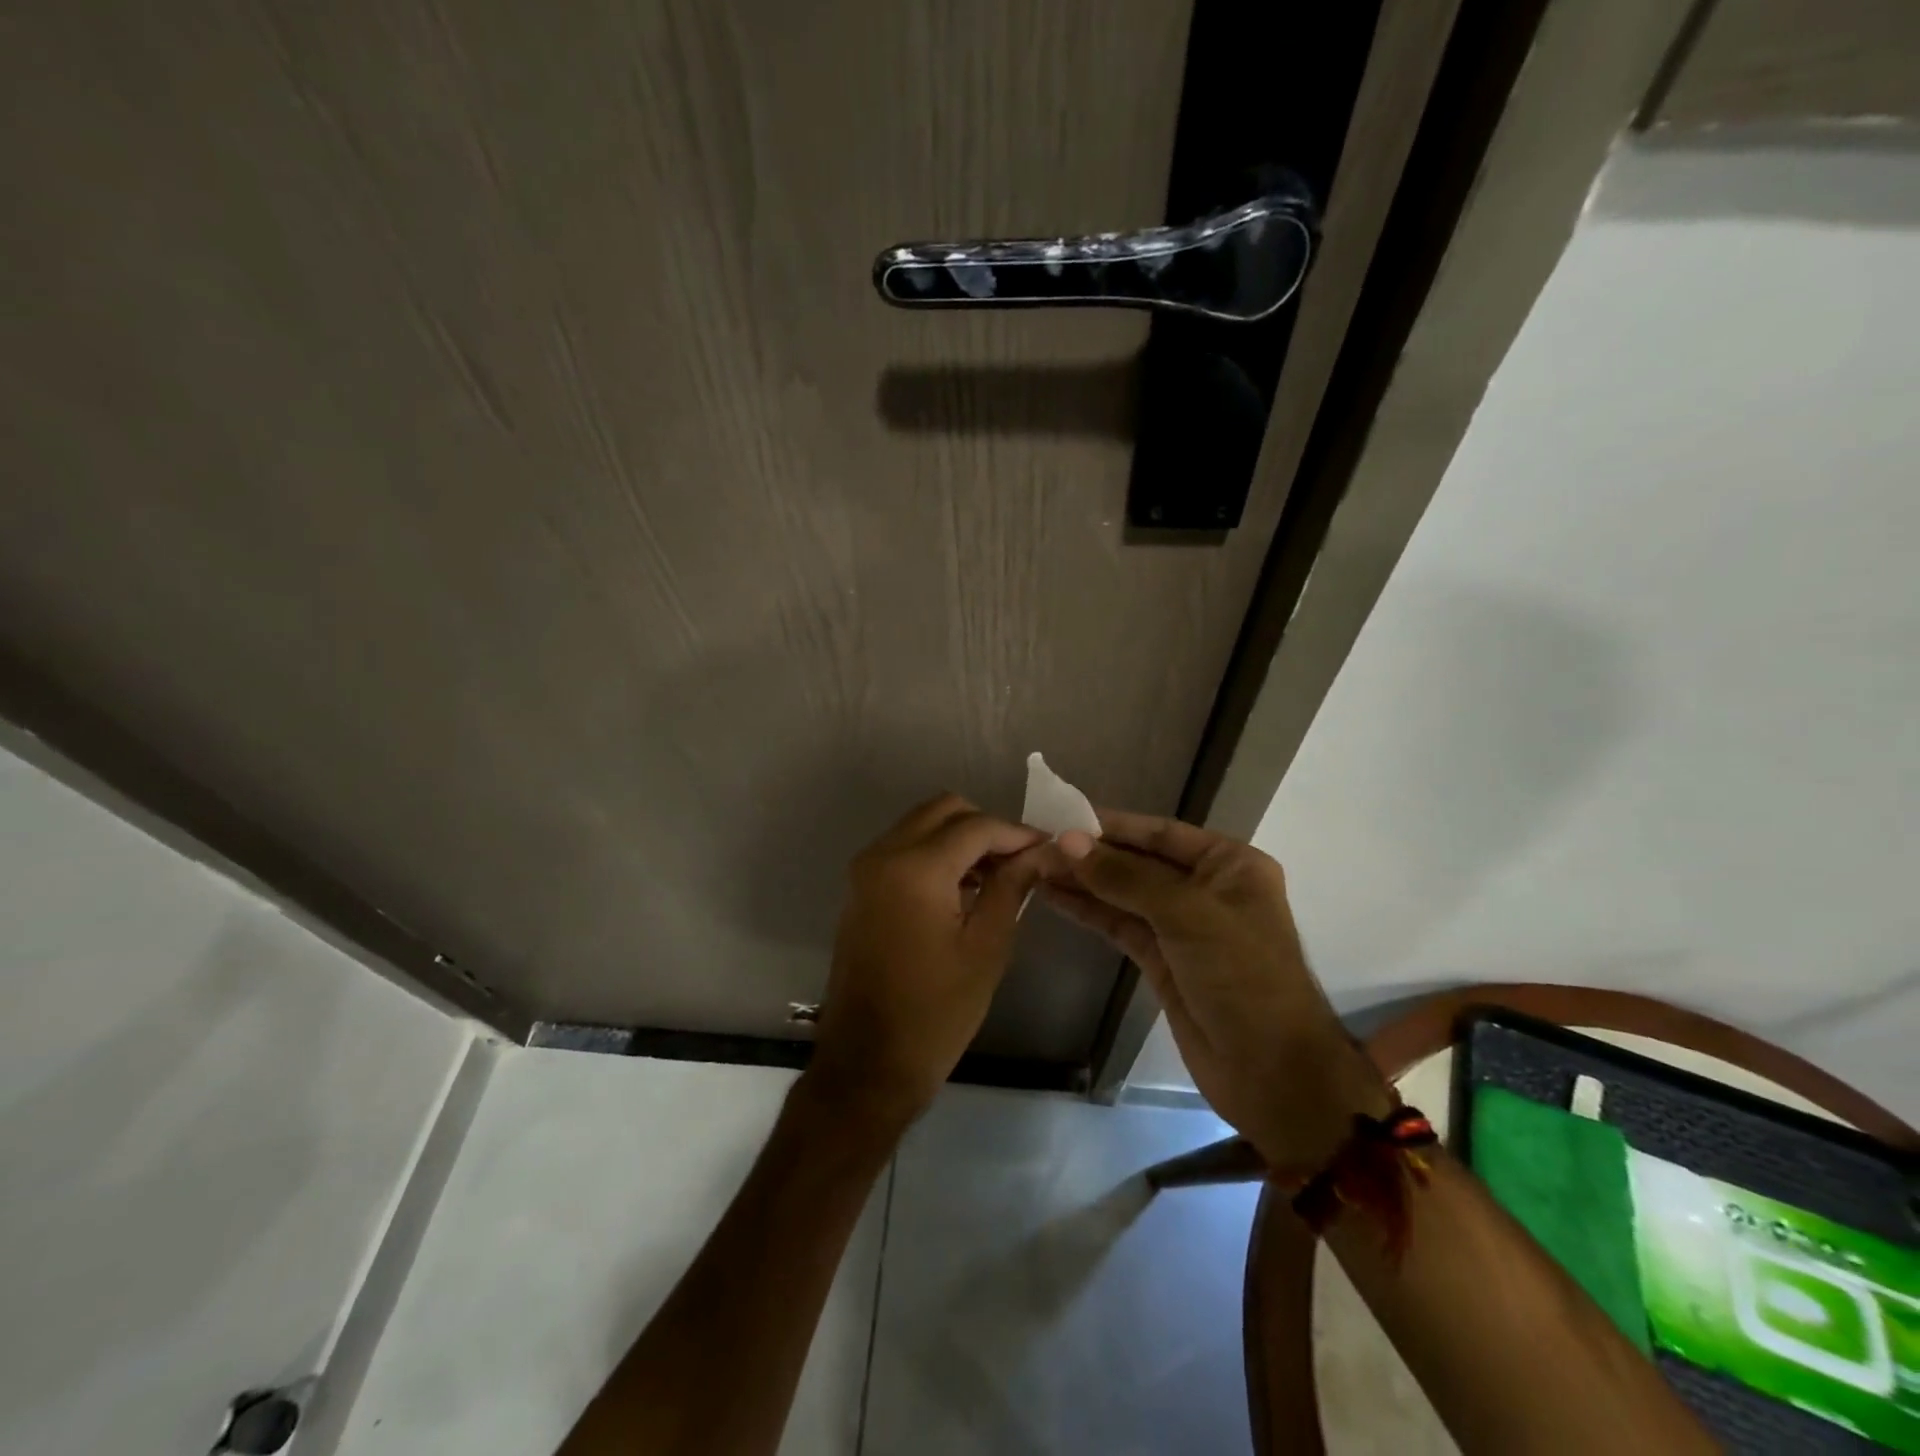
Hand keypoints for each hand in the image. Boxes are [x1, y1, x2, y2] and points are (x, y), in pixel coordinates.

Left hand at [808, 793, 1055, 1129]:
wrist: (868, 1063)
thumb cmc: (936, 1012)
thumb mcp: (986, 947)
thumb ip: (1012, 887)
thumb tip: (1039, 852)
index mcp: (915, 868)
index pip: (976, 826)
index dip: (1017, 833)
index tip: (1048, 849)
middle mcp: (883, 854)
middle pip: (944, 810)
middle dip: (985, 827)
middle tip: (1019, 861)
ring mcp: (866, 870)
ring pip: (922, 825)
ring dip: (960, 839)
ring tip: (998, 876)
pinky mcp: (861, 889)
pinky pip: (904, 849)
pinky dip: (936, 854)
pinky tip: (964, 889)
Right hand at [1043, 811, 1390, 1172]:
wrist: (1272, 1072)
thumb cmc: (1242, 977)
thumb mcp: (1187, 914)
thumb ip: (1125, 877)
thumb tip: (1068, 842)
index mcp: (1228, 865)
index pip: (1160, 833)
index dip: (1112, 825)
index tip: (1062, 817)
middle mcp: (1205, 888)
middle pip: (1138, 862)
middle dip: (1091, 855)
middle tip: (1038, 846)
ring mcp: (1182, 927)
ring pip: (1124, 894)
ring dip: (1083, 881)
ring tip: (1035, 867)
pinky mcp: (1162, 960)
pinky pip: (1120, 925)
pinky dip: (1089, 911)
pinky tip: (1054, 897)